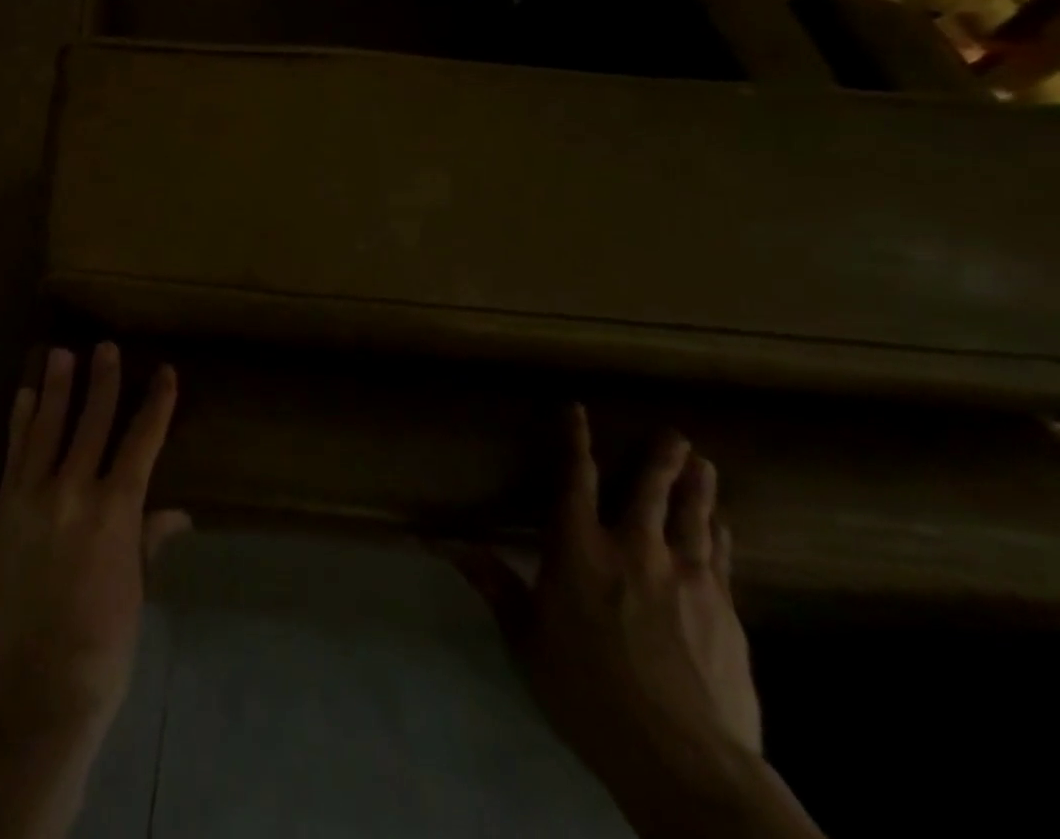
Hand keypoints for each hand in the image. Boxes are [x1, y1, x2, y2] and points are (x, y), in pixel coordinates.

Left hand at [0, 344, 189, 736]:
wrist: (36, 685)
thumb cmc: (102, 643)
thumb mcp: (135, 589)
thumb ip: (148, 540)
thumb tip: (177, 514)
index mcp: (116, 512)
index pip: (142, 443)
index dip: (156, 405)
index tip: (165, 372)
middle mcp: (75, 491)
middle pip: (92, 423)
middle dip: (103, 382)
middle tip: (105, 347)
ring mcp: (33, 496)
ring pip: (47, 428)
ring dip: (55, 388)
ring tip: (59, 353)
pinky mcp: (3, 508)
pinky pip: (14, 454)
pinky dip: (20, 422)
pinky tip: (23, 396)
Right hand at [457, 407, 761, 798]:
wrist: (683, 760)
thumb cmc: (587, 692)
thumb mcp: (526, 639)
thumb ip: (494, 584)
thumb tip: (445, 544)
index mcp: (578, 549)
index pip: (575, 479)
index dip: (575, 440)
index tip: (577, 409)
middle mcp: (633, 549)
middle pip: (648, 490)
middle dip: (659, 458)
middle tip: (673, 433)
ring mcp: (686, 578)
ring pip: (691, 517)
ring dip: (696, 487)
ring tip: (703, 462)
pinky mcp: (725, 612)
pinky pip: (720, 556)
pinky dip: (718, 531)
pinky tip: (721, 523)